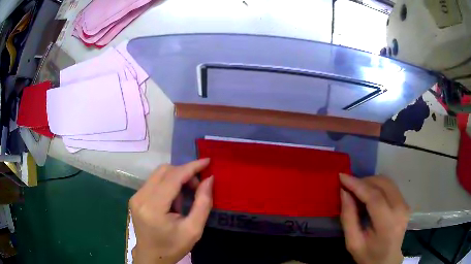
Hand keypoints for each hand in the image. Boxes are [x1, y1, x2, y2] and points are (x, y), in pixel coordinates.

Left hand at [130, 159, 212, 263]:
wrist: (151, 256)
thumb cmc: (173, 247)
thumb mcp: (194, 230)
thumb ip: (203, 203)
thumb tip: (209, 179)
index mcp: (153, 208)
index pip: (173, 178)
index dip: (191, 167)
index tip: (207, 161)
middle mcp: (140, 197)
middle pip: (164, 171)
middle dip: (184, 173)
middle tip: (197, 187)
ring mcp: (136, 196)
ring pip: (158, 174)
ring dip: (176, 178)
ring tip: (185, 197)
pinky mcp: (136, 197)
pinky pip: (154, 181)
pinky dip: (168, 184)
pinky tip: (173, 200)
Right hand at [339, 174, 409, 263]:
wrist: (387, 260)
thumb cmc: (368, 255)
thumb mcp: (353, 242)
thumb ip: (348, 218)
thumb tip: (344, 192)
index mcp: (388, 224)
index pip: (374, 197)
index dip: (357, 185)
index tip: (342, 176)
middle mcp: (400, 209)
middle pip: (382, 184)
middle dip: (363, 181)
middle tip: (348, 186)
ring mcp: (405, 204)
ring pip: (387, 182)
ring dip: (370, 182)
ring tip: (357, 191)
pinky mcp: (405, 202)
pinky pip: (390, 187)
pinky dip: (377, 186)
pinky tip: (368, 194)